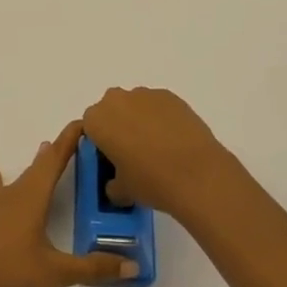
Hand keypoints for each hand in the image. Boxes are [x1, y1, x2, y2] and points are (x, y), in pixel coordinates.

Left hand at [0, 120, 136, 286]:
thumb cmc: (13, 275)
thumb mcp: (57, 272)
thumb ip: (94, 267)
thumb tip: (133, 266)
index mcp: (32, 197)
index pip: (54, 161)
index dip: (68, 141)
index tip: (81, 123)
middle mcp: (14, 196)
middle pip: (39, 167)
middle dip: (57, 152)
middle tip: (74, 139)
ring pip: (20, 179)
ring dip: (35, 166)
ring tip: (42, 148)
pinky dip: (1, 182)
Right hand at [73, 87, 230, 219]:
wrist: (197, 174)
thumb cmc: (151, 181)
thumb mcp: (122, 191)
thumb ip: (112, 184)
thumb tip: (116, 184)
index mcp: (97, 120)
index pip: (90, 128)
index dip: (100, 144)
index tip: (112, 161)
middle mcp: (117, 100)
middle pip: (111, 111)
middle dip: (118, 127)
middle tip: (132, 155)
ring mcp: (145, 95)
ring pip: (135, 106)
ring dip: (140, 121)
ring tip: (158, 149)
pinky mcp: (171, 96)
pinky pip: (158, 106)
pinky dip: (161, 119)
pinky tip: (174, 142)